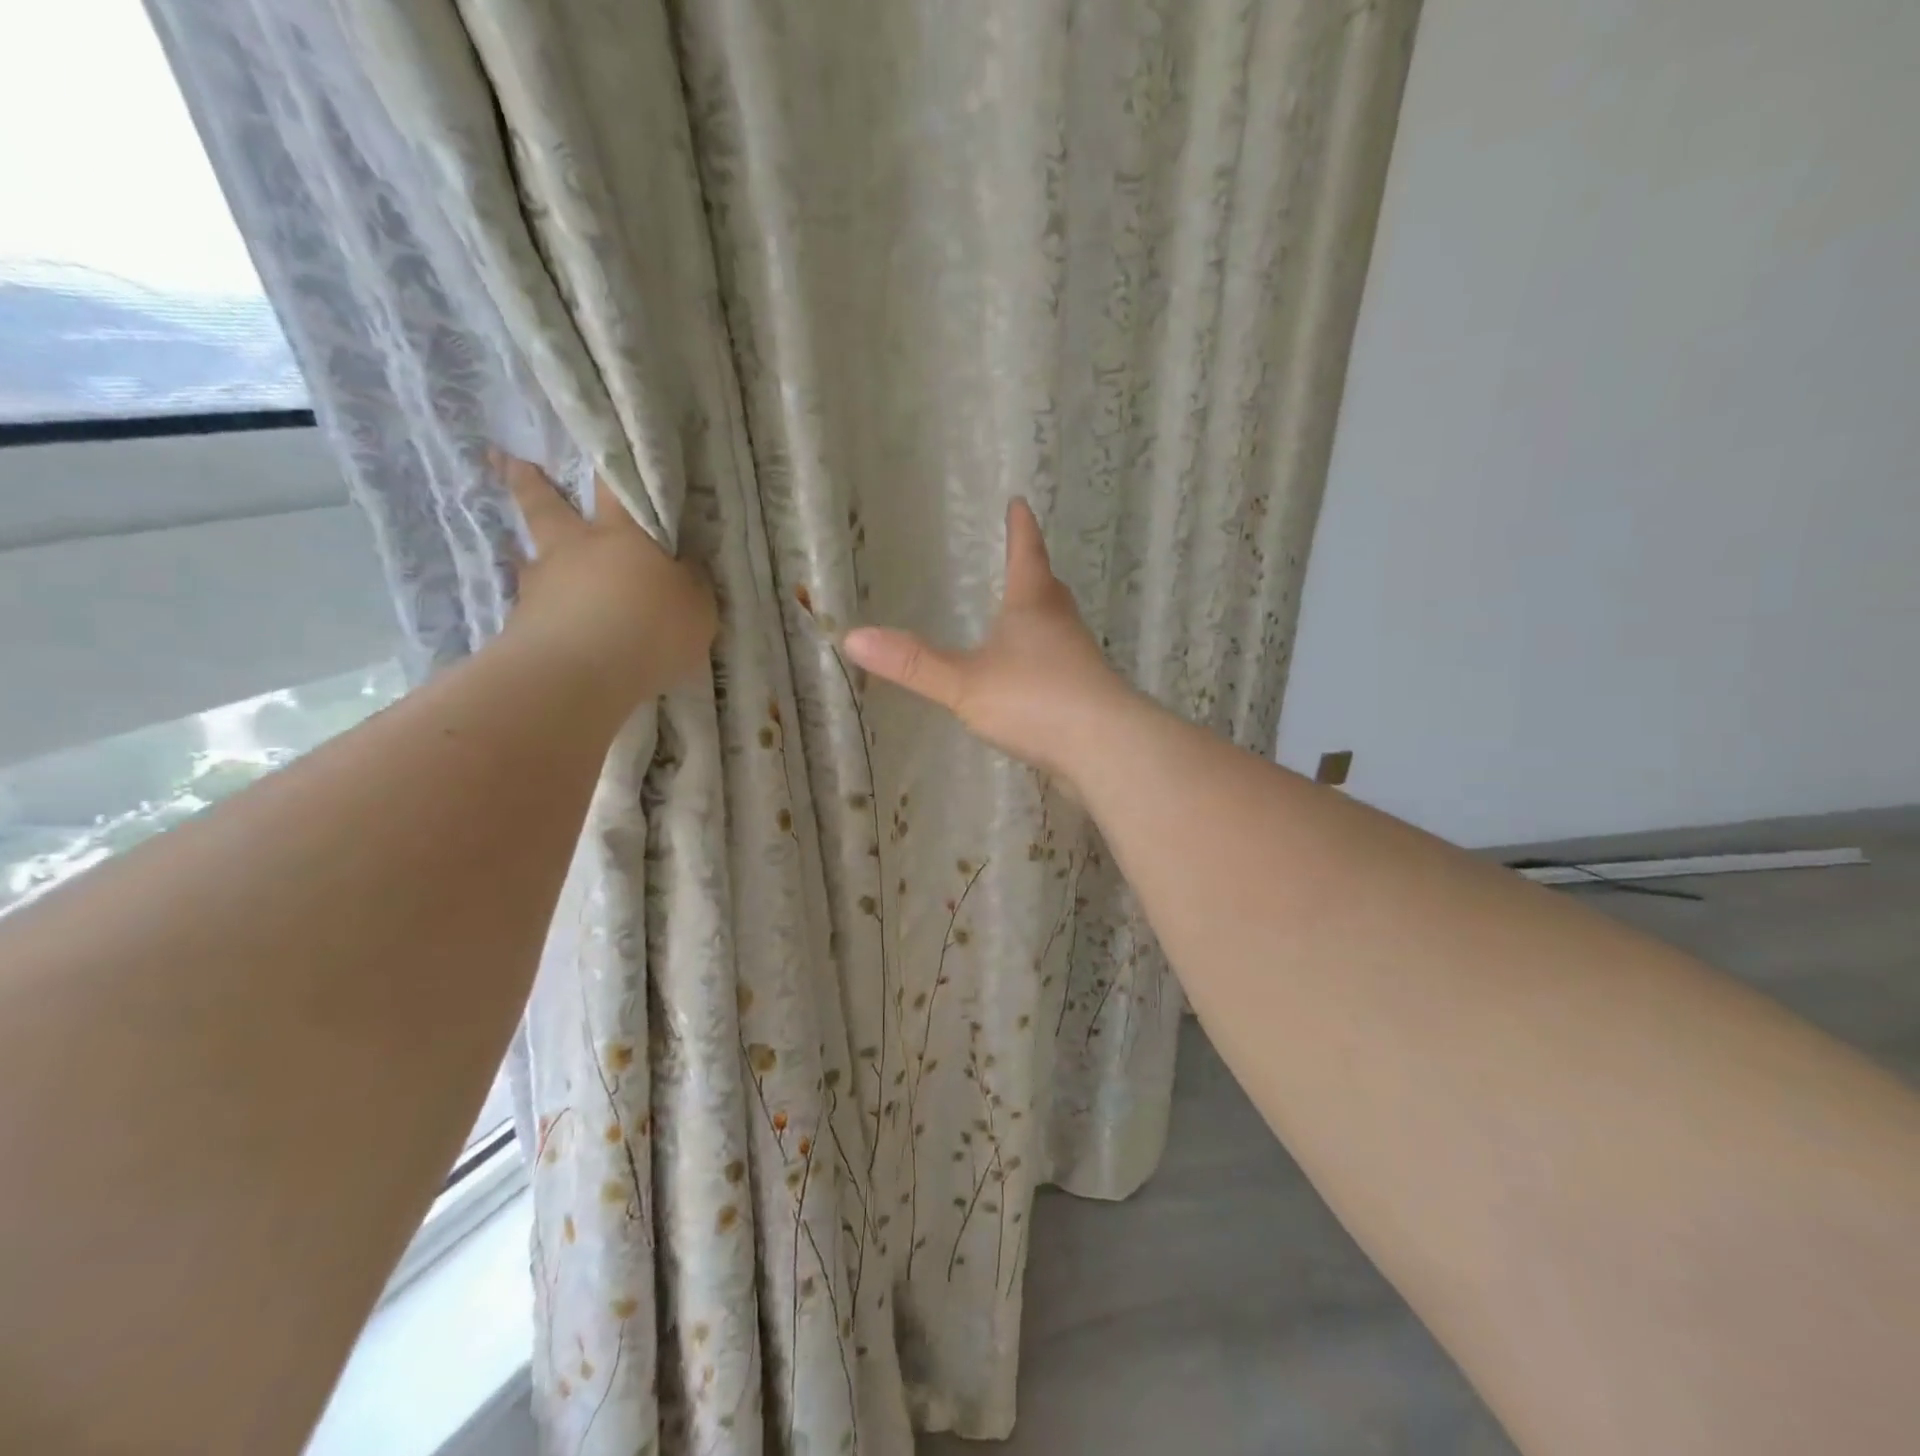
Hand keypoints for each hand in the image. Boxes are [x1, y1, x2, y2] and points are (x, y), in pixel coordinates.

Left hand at [497, 452, 715, 707]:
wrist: (583, 672)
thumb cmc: (651, 626)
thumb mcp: (696, 606)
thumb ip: (689, 583)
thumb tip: (682, 568)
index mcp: (622, 535)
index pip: (616, 487)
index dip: (608, 463)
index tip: (589, 431)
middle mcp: (574, 550)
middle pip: (545, 506)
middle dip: (526, 480)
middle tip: (502, 457)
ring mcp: (541, 586)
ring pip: (530, 558)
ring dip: (524, 553)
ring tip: (518, 553)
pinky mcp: (523, 626)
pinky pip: (531, 610)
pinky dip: (536, 612)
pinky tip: (544, 625)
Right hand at [843, 499, 1133, 785]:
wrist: (1106, 748)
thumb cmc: (1035, 700)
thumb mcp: (964, 682)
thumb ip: (913, 664)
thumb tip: (853, 637)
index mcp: (1034, 607)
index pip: (1026, 554)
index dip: (1021, 529)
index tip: (1019, 503)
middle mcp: (1061, 626)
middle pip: (1048, 589)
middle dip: (1034, 573)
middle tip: (1024, 560)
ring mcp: (1079, 662)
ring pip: (1059, 629)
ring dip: (1043, 619)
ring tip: (1024, 622)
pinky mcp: (1087, 697)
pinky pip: (1063, 668)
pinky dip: (1046, 663)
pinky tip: (1033, 682)